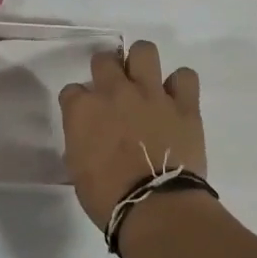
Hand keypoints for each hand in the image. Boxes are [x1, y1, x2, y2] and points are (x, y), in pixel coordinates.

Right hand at [58, 40, 205, 231]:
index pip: (72, 91)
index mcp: (83, 110)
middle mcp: (115, 92)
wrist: (154, 206)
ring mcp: (151, 94)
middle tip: (113, 92)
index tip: (85, 117)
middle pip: (104, 60)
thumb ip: (81, 141)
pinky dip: (180, 85)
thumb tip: (90, 137)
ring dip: (141, 63)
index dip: (78, 103)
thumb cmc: (107, 197)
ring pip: (144, 51)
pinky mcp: (184, 105)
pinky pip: (185, 76)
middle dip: (105, 71)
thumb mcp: (78, 169)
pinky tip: (176, 98)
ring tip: (144, 82)